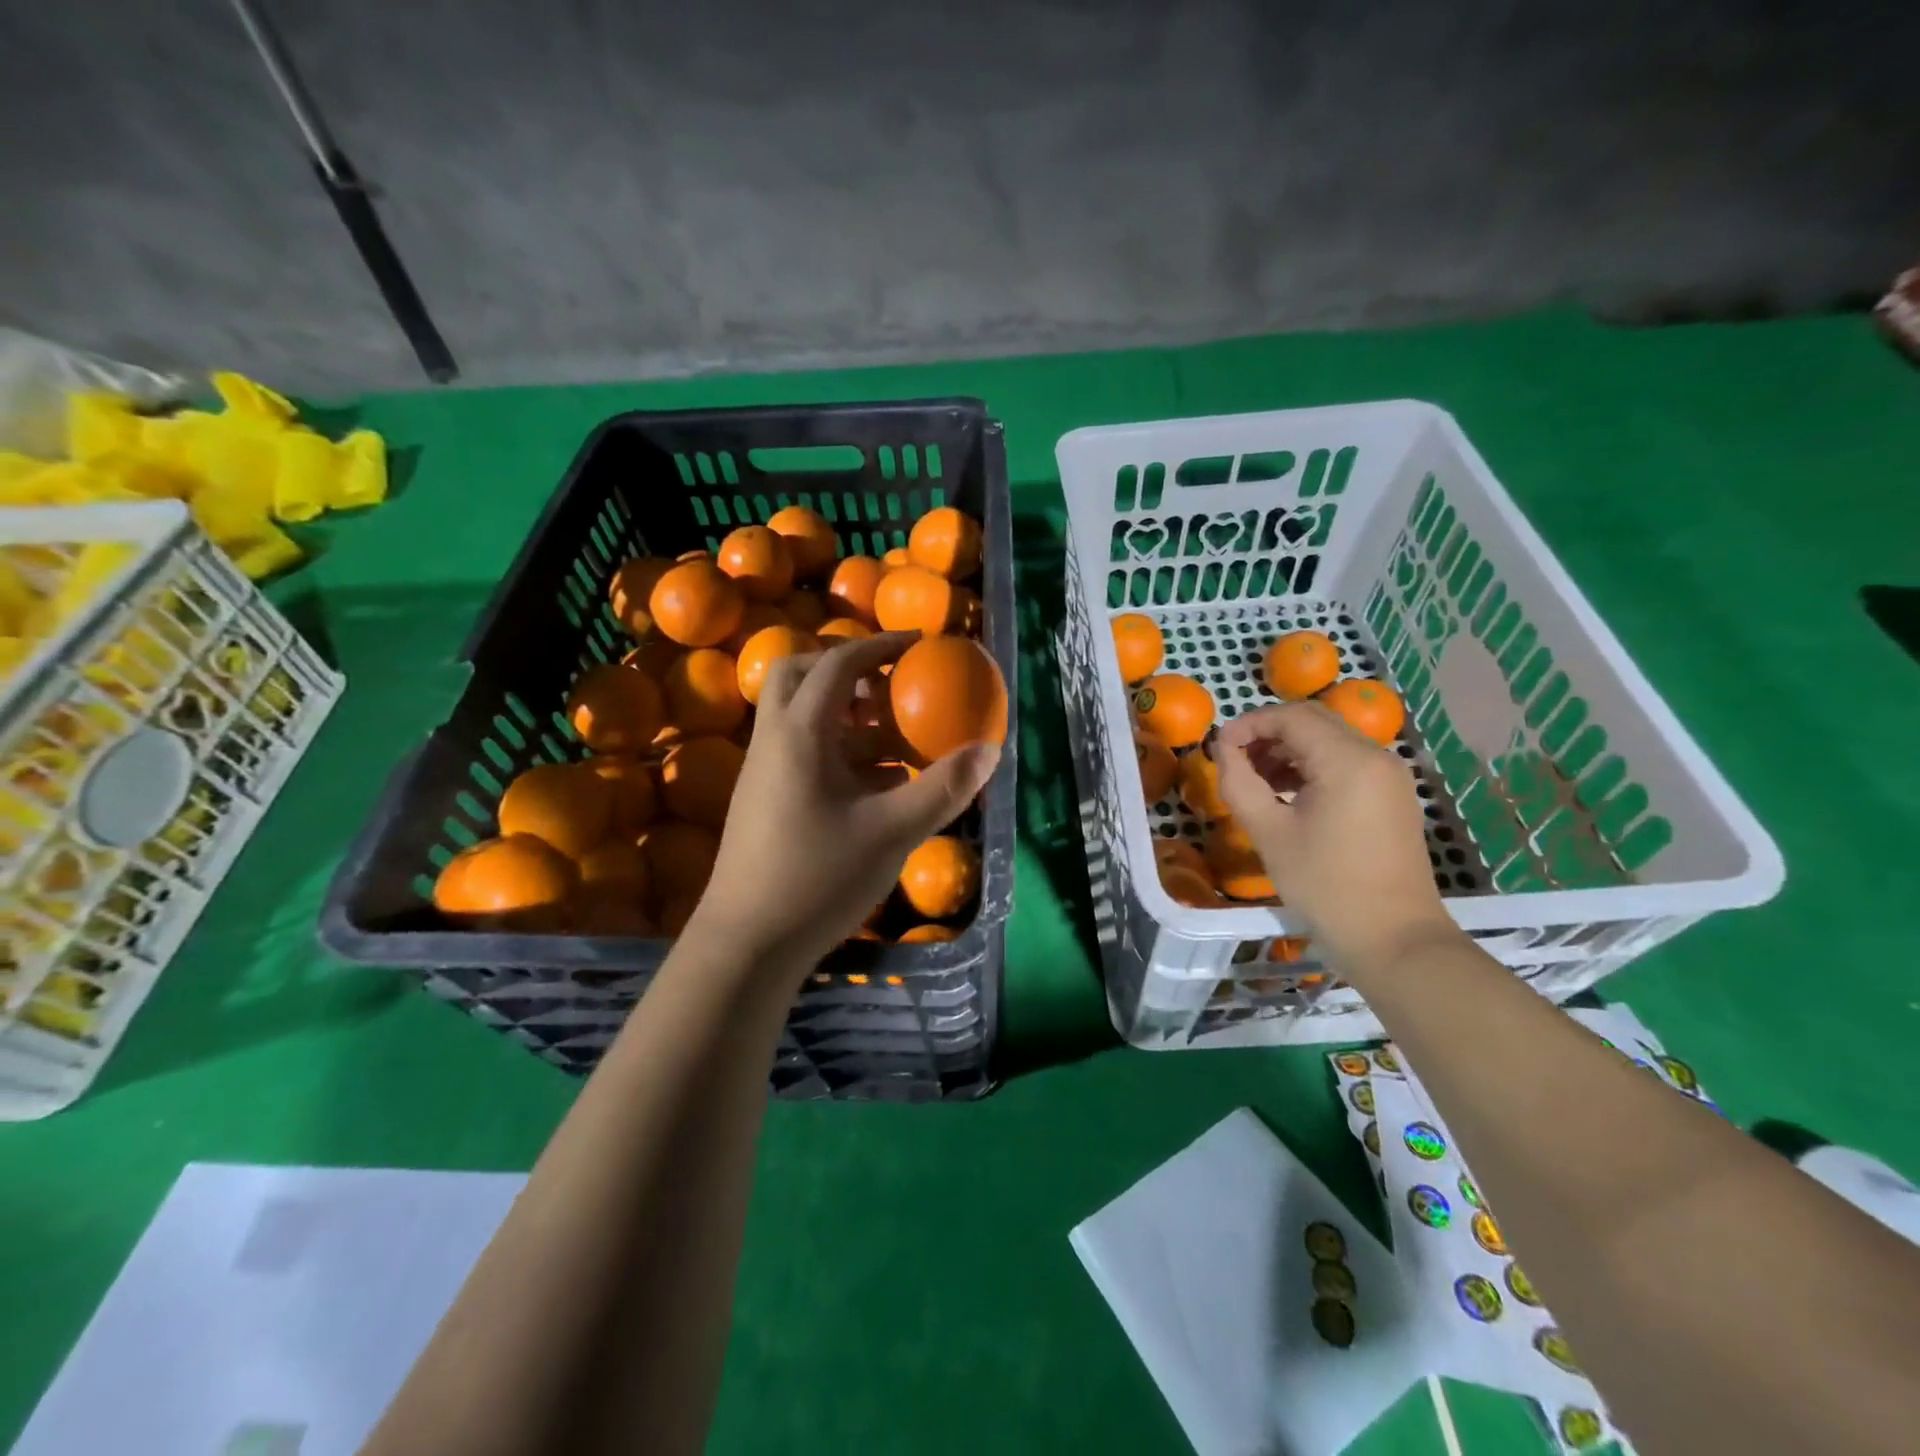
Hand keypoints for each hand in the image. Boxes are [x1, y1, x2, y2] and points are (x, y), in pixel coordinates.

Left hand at [684, 632, 1000, 974]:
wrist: (747, 943)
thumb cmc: (818, 877)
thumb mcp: (893, 831)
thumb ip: (944, 788)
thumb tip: (990, 749)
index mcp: (799, 733)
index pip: (835, 664)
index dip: (878, 646)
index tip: (917, 644)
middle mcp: (773, 741)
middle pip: (799, 676)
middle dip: (845, 670)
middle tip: (888, 686)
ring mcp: (762, 771)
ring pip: (799, 717)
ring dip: (844, 714)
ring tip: (893, 738)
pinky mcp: (763, 800)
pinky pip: (800, 751)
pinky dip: (837, 749)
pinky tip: (874, 786)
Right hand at [1212, 702, 1453, 966]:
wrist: (1394, 939)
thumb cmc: (1325, 886)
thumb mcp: (1269, 833)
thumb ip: (1239, 782)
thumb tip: (1222, 749)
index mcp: (1348, 760)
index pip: (1290, 717)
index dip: (1248, 725)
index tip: (1218, 748)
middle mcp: (1376, 756)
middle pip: (1313, 721)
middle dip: (1267, 733)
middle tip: (1234, 760)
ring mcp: (1389, 776)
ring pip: (1330, 740)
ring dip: (1288, 749)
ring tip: (1256, 780)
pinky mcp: (1393, 796)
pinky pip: (1346, 762)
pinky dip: (1312, 766)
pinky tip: (1288, 794)